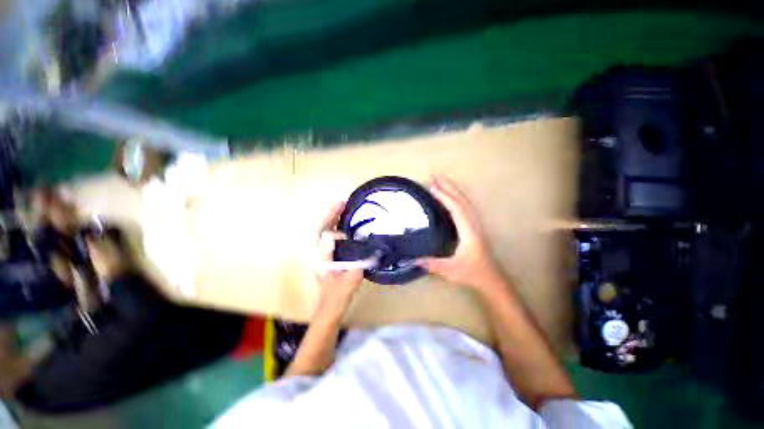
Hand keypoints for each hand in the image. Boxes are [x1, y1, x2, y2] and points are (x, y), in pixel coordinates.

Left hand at [315, 202, 362, 314]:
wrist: (329, 308)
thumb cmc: (337, 297)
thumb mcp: (350, 282)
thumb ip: (360, 266)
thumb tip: (373, 252)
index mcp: (321, 259)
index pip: (325, 239)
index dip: (337, 233)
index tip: (348, 234)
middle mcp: (318, 254)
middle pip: (321, 230)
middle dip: (331, 215)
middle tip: (342, 203)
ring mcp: (321, 255)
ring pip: (323, 232)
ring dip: (332, 219)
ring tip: (342, 208)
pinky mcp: (326, 256)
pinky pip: (328, 237)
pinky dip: (334, 227)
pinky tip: (343, 224)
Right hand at [416, 175, 504, 293]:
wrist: (491, 279)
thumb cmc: (473, 273)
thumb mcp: (451, 270)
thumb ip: (432, 265)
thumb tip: (414, 260)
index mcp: (468, 231)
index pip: (456, 209)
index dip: (444, 197)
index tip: (432, 187)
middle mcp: (473, 224)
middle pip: (461, 200)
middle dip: (448, 186)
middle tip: (435, 175)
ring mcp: (474, 224)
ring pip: (464, 201)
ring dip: (452, 189)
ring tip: (440, 181)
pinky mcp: (473, 227)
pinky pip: (465, 206)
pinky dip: (456, 197)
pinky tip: (450, 196)